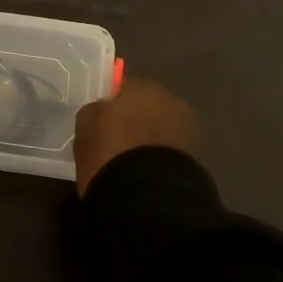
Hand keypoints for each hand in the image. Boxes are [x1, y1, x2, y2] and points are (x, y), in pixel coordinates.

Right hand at [73, 78, 198, 193]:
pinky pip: (168, 152)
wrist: (147, 195)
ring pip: (160, 130)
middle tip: (115, 142)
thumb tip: (102, 111)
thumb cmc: (110, 151)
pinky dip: (159, 159)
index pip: (121, 88)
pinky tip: (144, 175)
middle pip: (146, 107)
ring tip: (130, 162)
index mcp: (141, 86)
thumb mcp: (86, 126)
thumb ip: (95, 112)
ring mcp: (187, 130)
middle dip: (134, 120)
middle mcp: (169, 100)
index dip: (110, 105)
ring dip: (149, 140)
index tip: (99, 122)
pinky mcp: (196, 159)